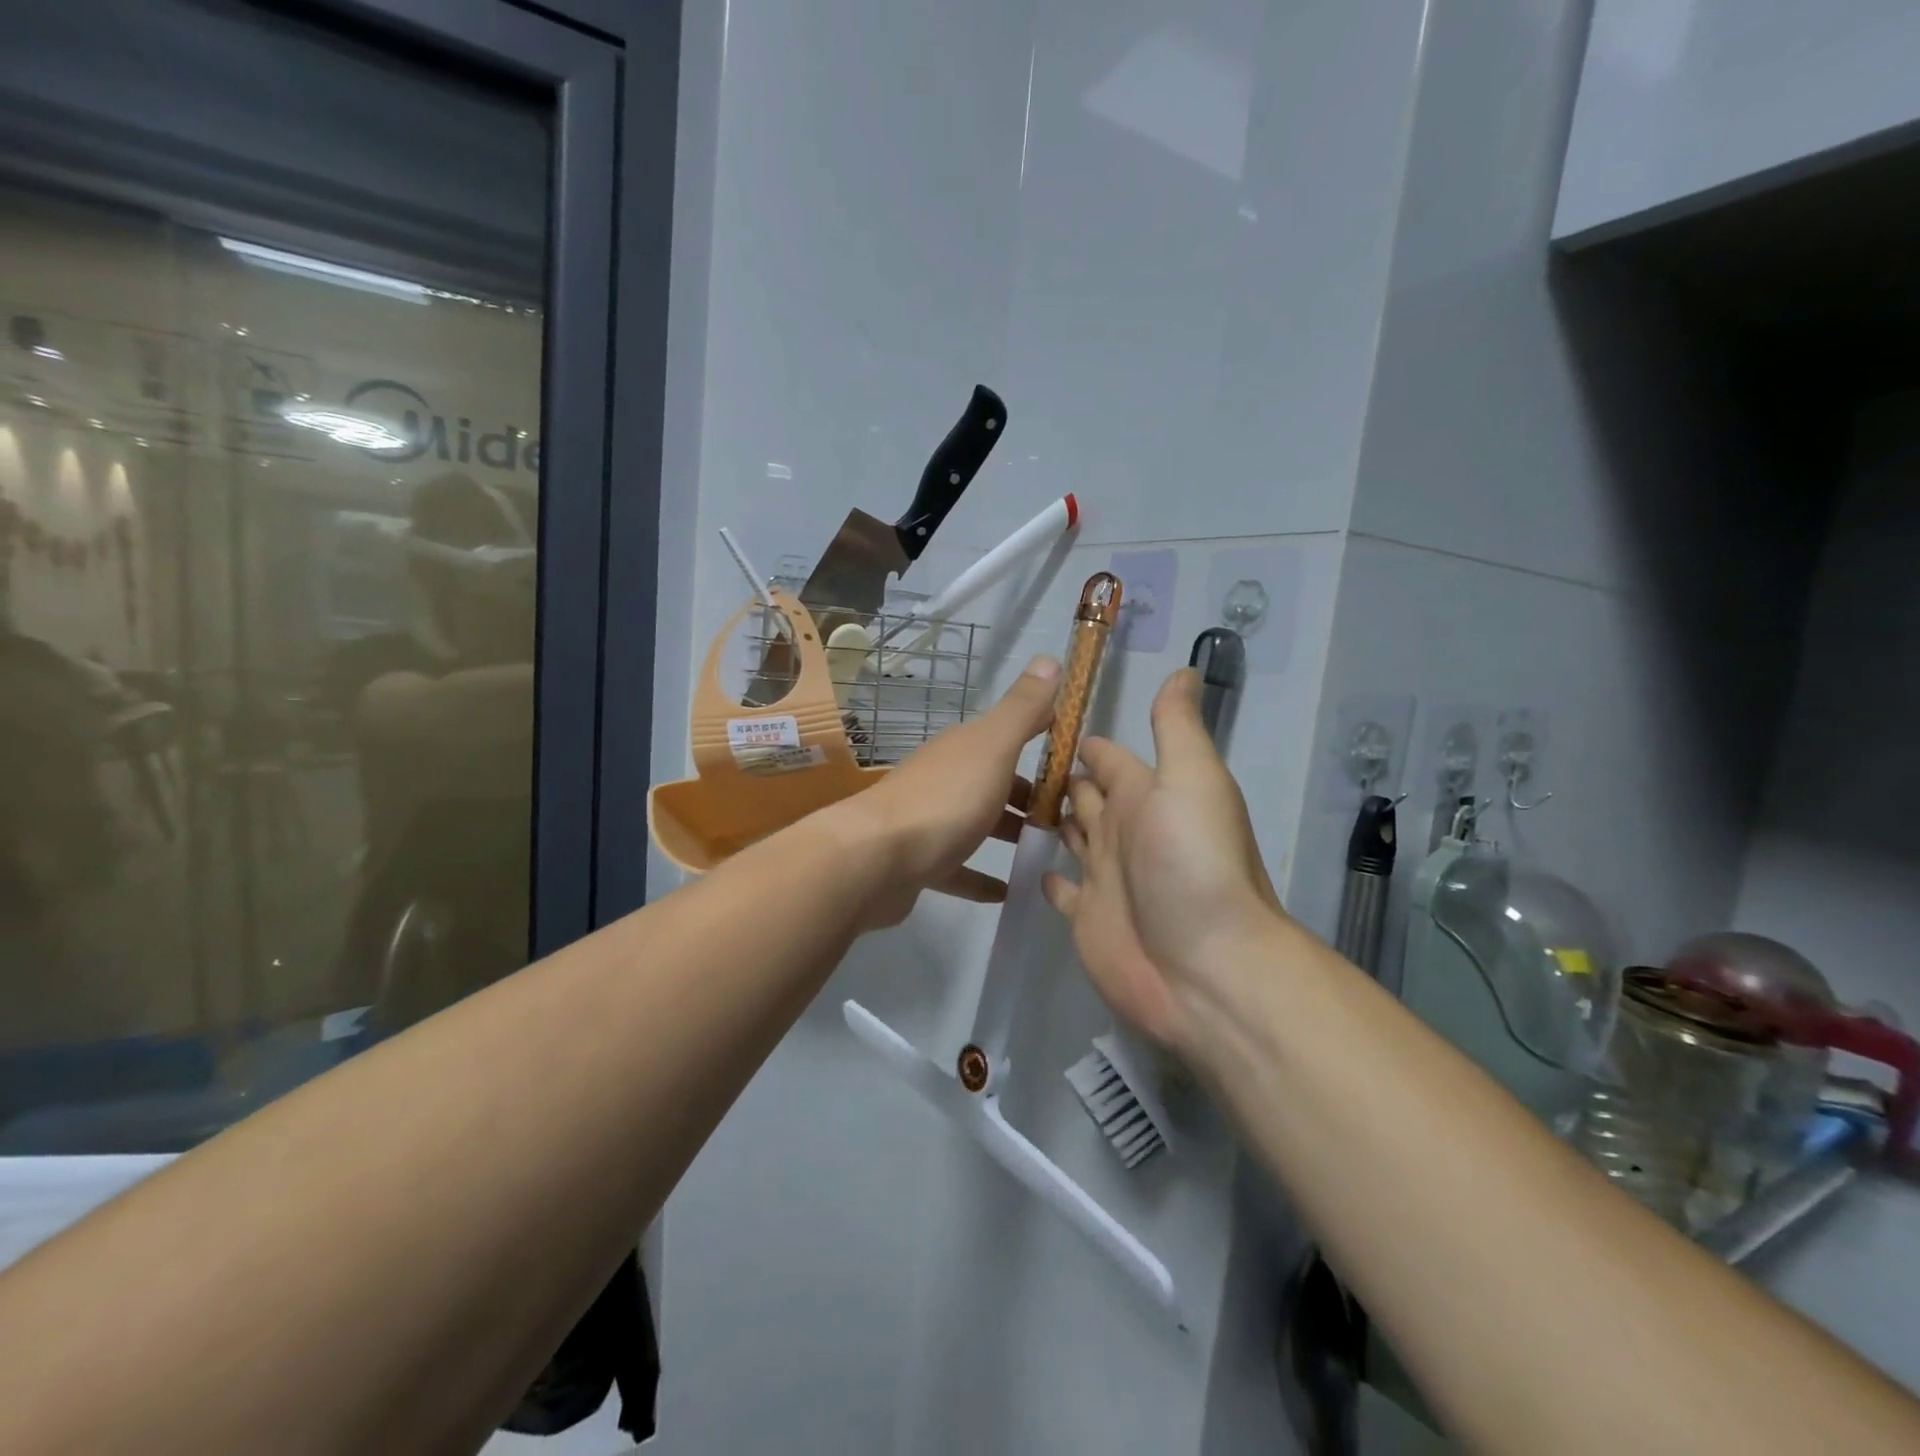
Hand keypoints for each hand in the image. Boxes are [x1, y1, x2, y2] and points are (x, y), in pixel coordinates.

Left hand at [828, 655, 1060, 928]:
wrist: (875, 859)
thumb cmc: (945, 800)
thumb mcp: (992, 747)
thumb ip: (1022, 709)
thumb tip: (1049, 658)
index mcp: (963, 749)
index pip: (1008, 733)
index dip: (1042, 737)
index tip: (1077, 757)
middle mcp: (945, 778)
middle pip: (993, 781)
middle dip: (1029, 795)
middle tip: (1068, 817)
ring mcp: (929, 821)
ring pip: (976, 823)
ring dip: (1007, 833)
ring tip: (1046, 851)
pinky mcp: (920, 863)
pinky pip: (958, 869)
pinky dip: (981, 878)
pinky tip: (1006, 893)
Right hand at [1042, 669, 1282, 1051]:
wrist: (1204, 968)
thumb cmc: (1193, 864)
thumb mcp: (1192, 780)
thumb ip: (1177, 728)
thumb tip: (1183, 669)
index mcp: (1146, 796)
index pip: (1109, 759)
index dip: (1083, 744)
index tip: (1041, 724)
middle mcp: (1124, 831)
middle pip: (1087, 796)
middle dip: (1058, 779)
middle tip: (1008, 761)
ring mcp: (1104, 877)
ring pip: (1072, 837)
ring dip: (1051, 821)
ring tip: (1007, 802)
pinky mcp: (1086, 917)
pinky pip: (1061, 889)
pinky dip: (1048, 876)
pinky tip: (1028, 867)